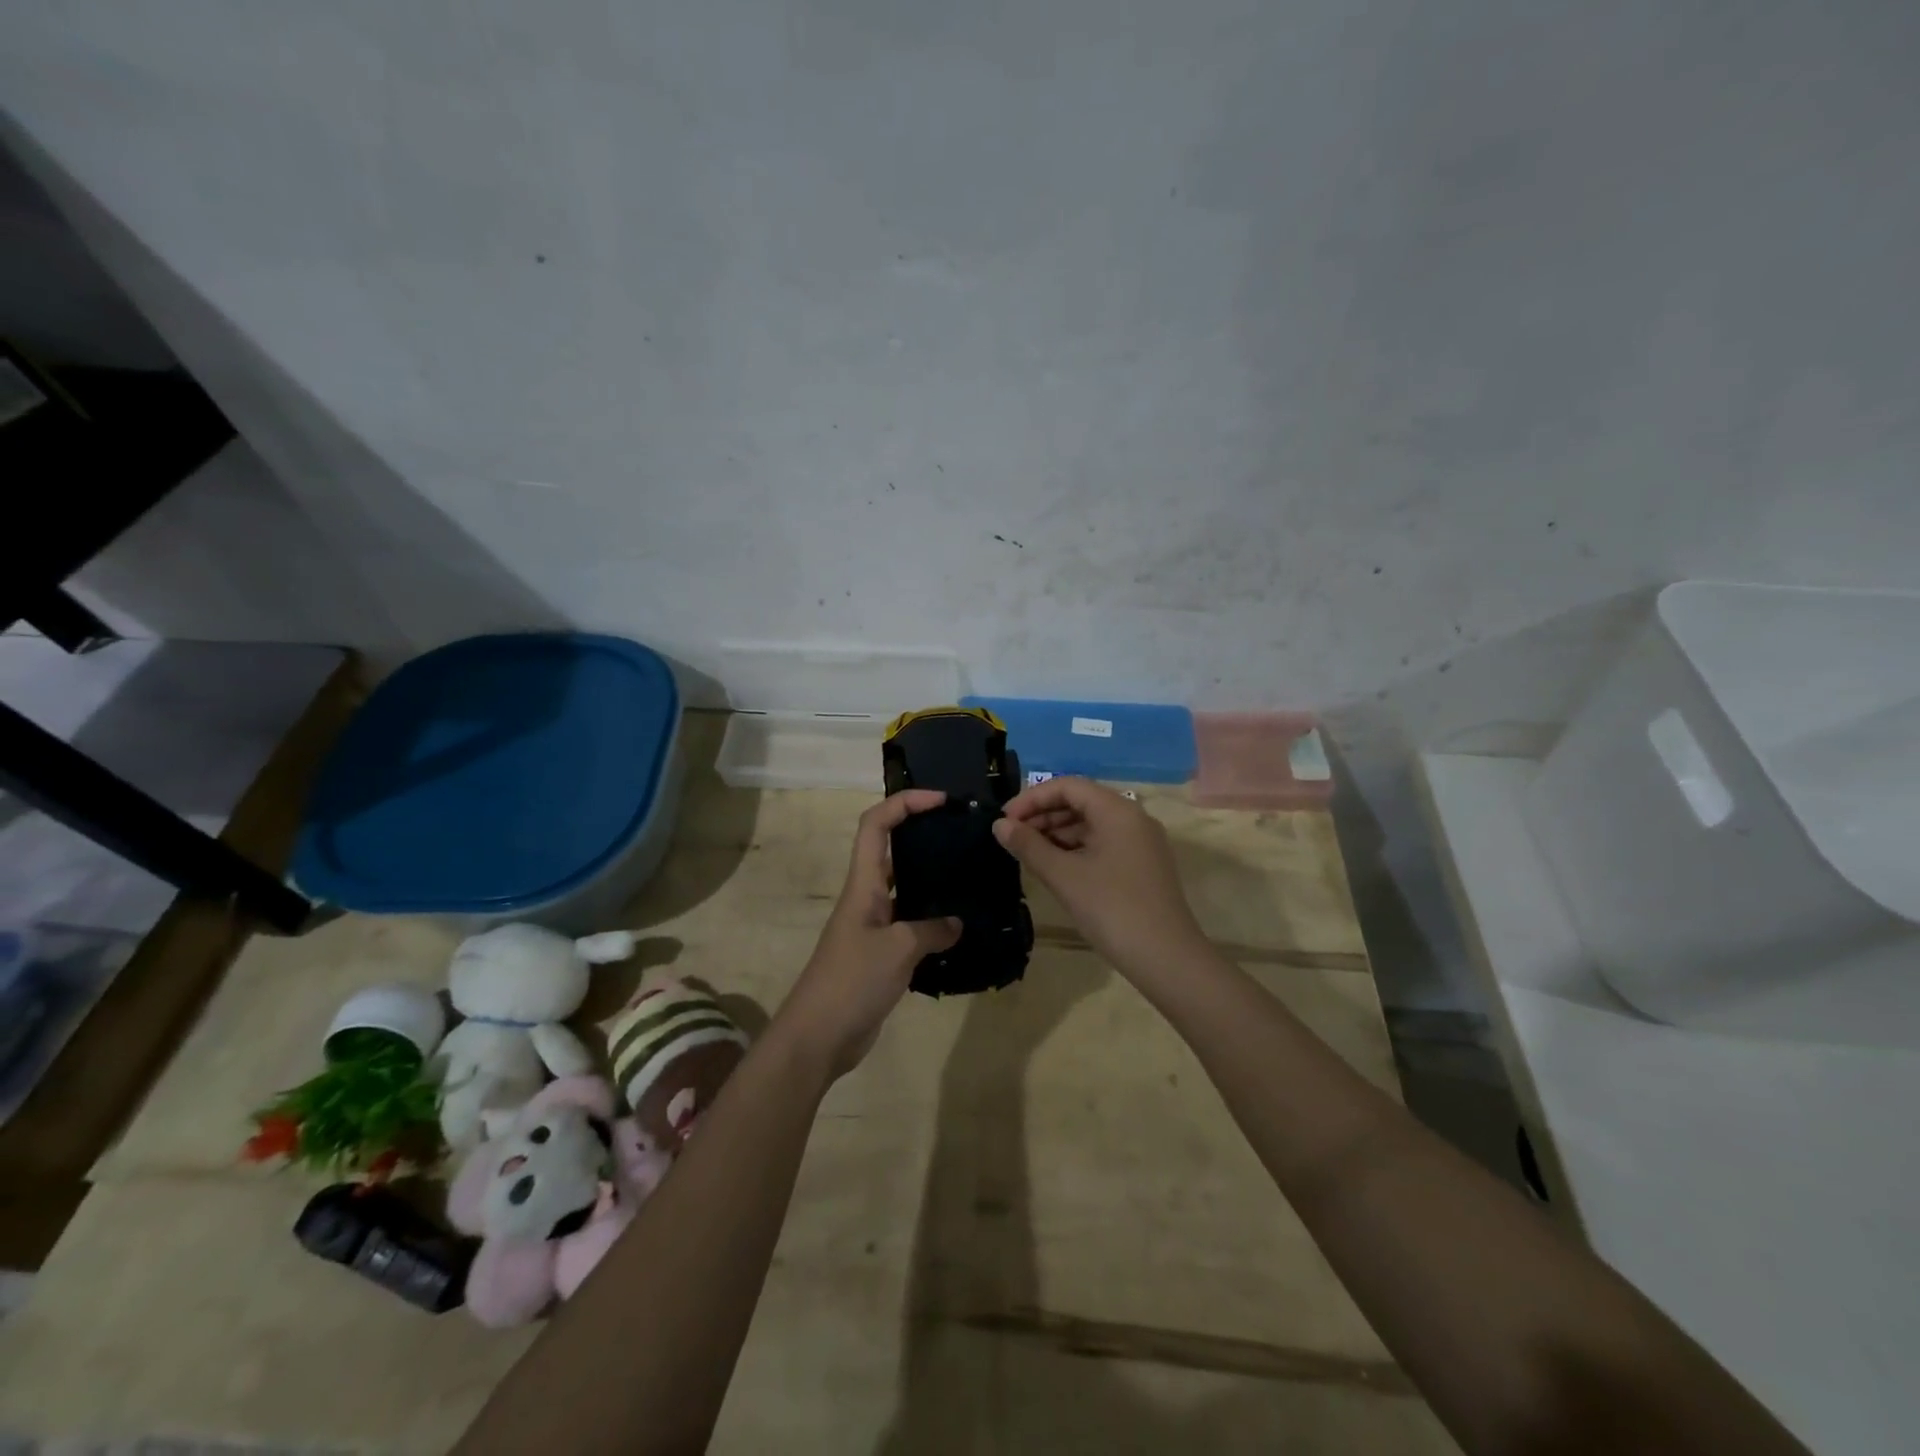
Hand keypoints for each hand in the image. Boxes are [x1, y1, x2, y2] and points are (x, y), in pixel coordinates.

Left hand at [775, 790, 961, 1079]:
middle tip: (964, 835)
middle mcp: (867, 897)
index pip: (876, 824)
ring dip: (932, 879)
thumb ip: (932, 930)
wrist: (818, 1037)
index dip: (905, 803)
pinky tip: (961, 929)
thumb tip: (956, 923)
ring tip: (971, 876)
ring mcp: (873, 926)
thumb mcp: (899, 949)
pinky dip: (934, 921)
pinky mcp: (881, 954)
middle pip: (891, 849)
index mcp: (864, 884)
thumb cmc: (852, 982)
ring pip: (905, 887)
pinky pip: (911, 924)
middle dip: (924, 833)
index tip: (942, 800)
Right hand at [993, 777, 1206, 980]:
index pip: (1068, 786)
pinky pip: (1103, 843)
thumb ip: (1029, 846)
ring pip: (1092, 824)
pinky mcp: (1142, 866)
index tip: (1004, 820)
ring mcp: (1141, 843)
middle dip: (1043, 815)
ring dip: (1057, 833)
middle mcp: (1133, 818)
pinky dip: (1076, 849)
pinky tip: (1054, 867)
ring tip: (1028, 853)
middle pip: (1081, 802)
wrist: (1166, 959)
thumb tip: (1000, 826)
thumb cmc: (1112, 909)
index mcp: (1117, 810)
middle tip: (1012, 837)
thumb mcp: (1064, 876)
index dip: (1032, 798)